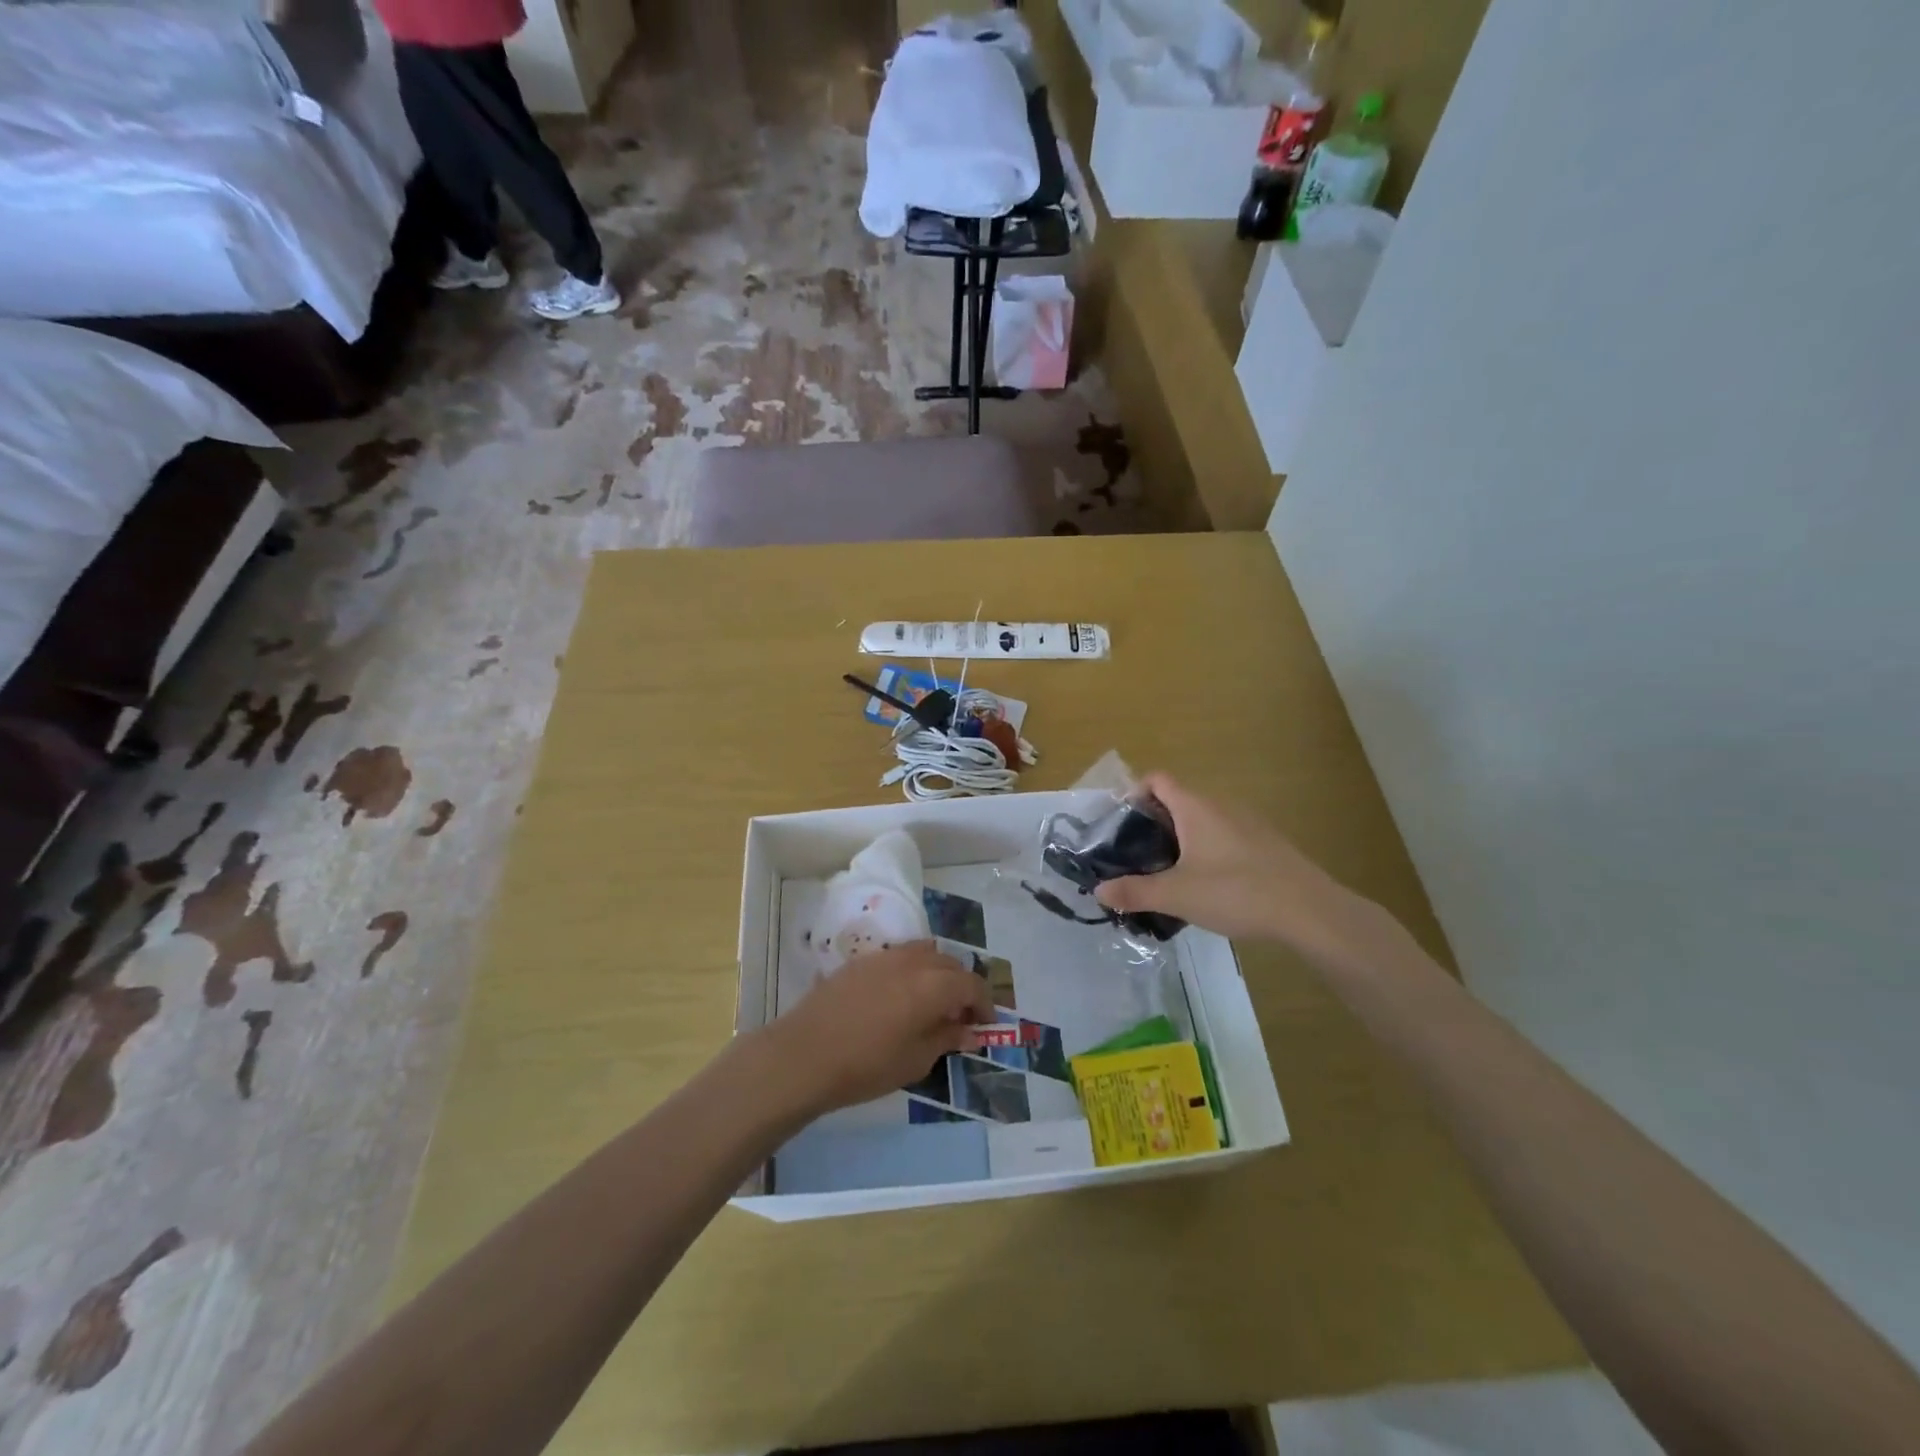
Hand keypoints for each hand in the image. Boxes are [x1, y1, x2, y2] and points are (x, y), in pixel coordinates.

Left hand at [758, 942, 993, 1116]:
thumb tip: (968, 1030)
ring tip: (930, 1004)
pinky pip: (898, 957)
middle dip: (961, 987)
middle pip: (950, 963)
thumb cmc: (866, 1065)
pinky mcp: (860, 961)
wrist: (804, 1055)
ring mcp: (884, 957)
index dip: (984, 1004)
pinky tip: (899, 999)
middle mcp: (912, 961)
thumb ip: (946, 1038)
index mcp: (932, 985)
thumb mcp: (915, 1060)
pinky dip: (911, 971)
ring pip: (924, 954)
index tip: (984, 1025)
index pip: (971, 984)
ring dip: (936, 974)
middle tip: (959, 1018)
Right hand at [1096, 773, 1376, 961]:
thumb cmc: (1236, 892)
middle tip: (1136, 857)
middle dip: (1153, 824)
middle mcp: (1220, 805)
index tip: (1120, 826)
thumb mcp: (1176, 895)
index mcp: (1195, 807)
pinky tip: (1208, 887)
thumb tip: (1099, 890)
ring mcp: (1247, 823)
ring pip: (1202, 821)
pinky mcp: (1265, 844)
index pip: (1157, 779)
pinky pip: (1224, 837)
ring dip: (1181, 840)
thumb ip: (1134, 891)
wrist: (1309, 910)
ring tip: (1168, 875)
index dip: (1134, 794)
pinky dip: (1207, 852)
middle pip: (1177, 801)